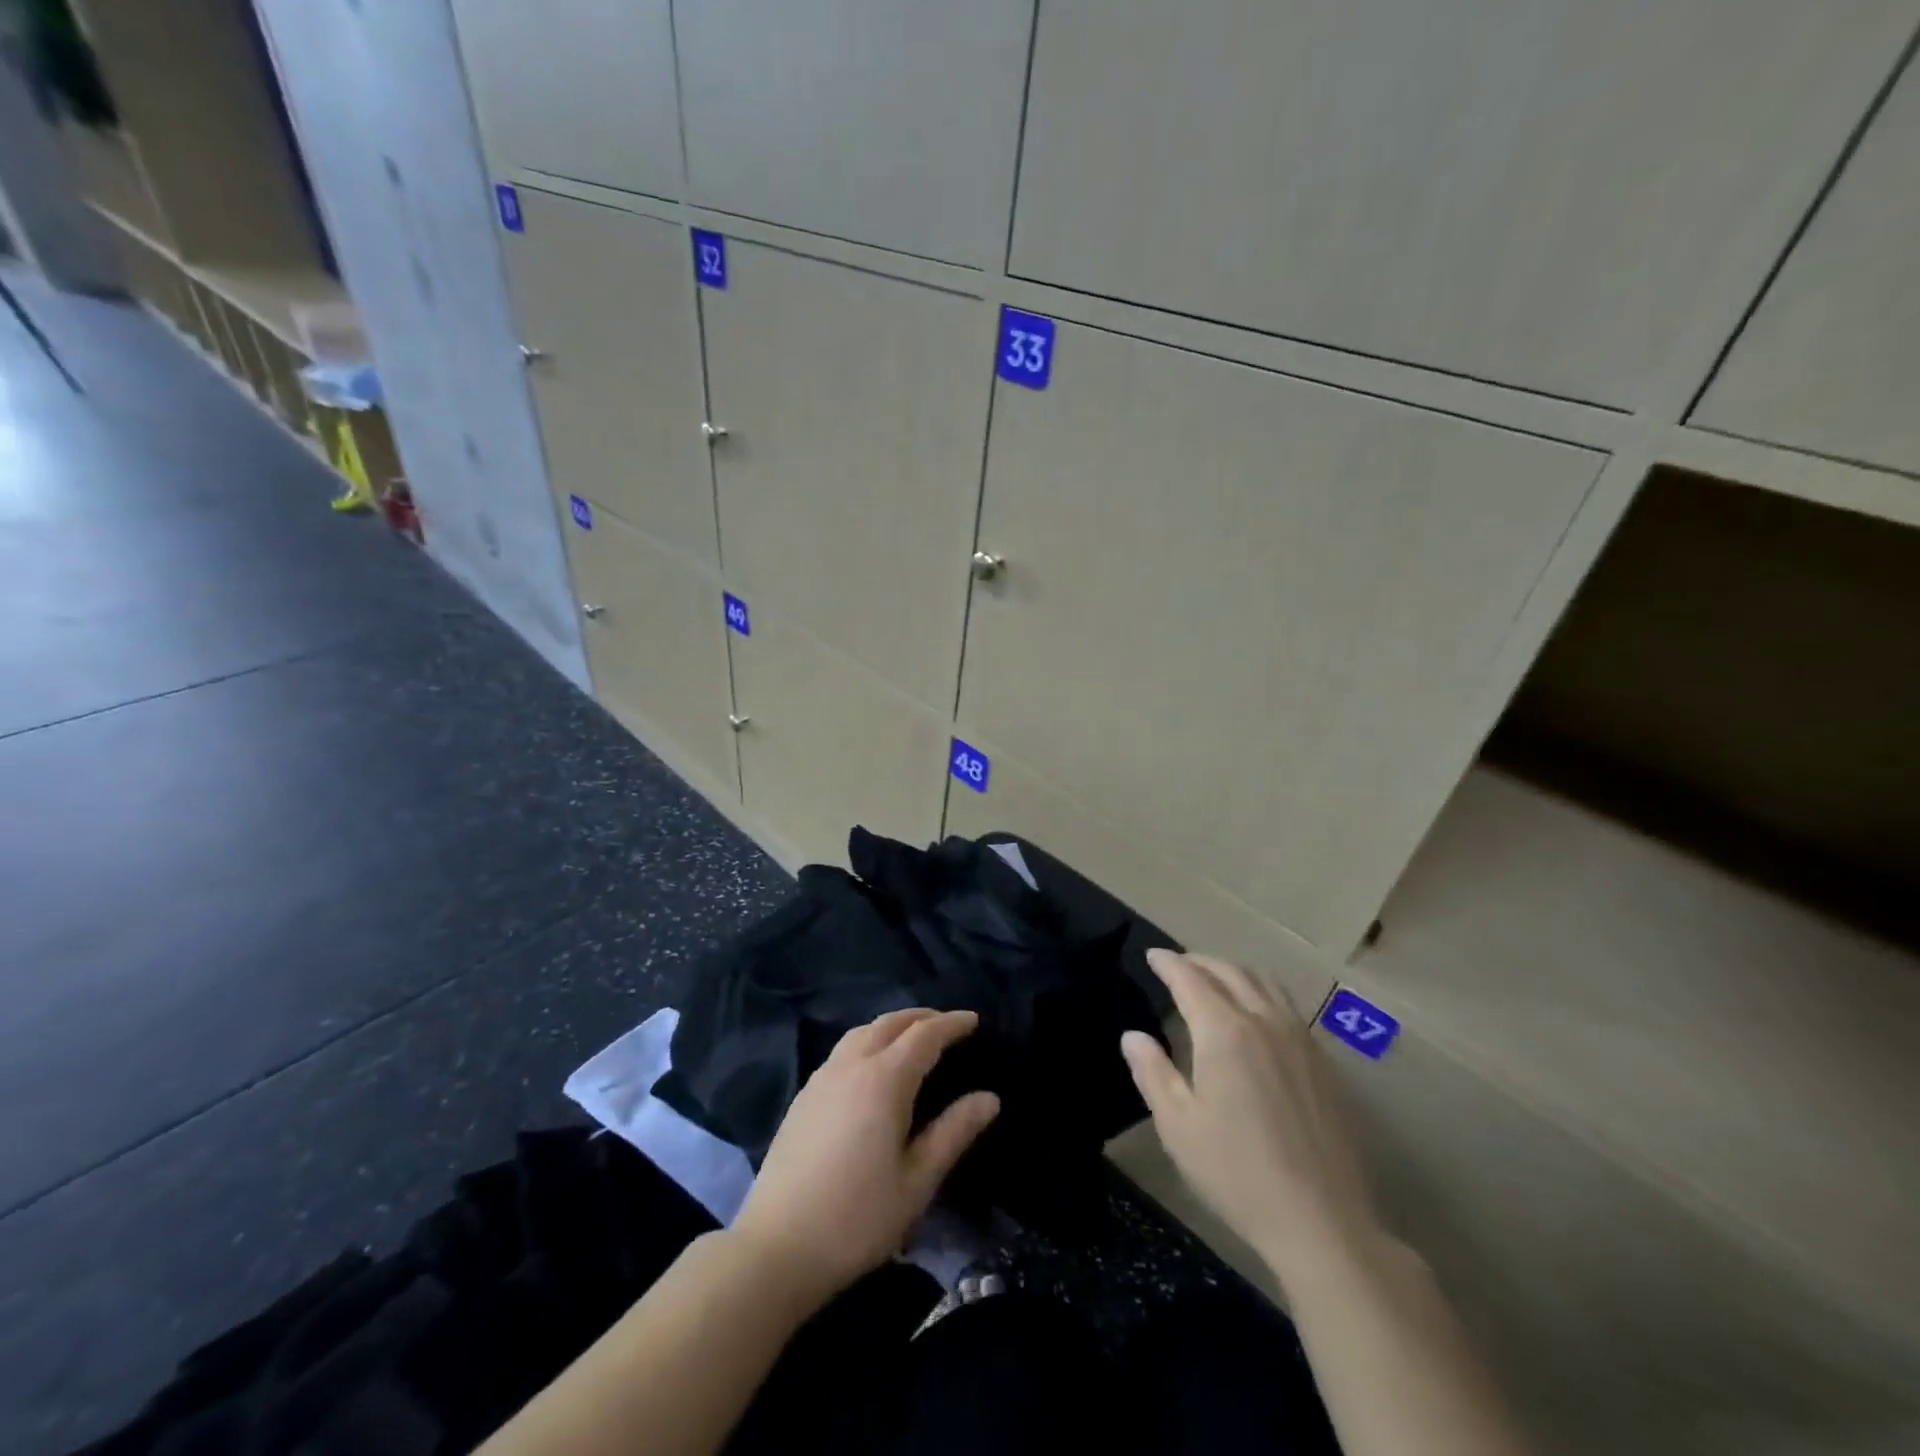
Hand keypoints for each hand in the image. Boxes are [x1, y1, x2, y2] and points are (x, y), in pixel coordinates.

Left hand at [731, 1008, 999, 1304]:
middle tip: (947, 1025)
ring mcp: (822, 1078)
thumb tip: (990, 1098)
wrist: (777, 1247)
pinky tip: (872, 1067)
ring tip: (912, 1039)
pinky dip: (868, 1041)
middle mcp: (852, 1066)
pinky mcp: (803, 1096)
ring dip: (891, 1026)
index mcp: (884, 1079)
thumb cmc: (857, 1217)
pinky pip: (843, 1051)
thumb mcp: (917, 1181)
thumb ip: (954, 1132)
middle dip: (921, 1017)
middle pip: (890, 1023)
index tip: (973, 1020)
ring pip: (862, 1032)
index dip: (951, 1024)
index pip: (924, 1035)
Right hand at [1121, 950, 1381, 1292]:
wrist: (1322, 1221)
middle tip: (1177, 965)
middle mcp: (1263, 1021)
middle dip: (1199, 961)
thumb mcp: (1178, 1126)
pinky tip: (1255, 1015)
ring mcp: (1298, 1039)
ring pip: (1263, 982)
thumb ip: (1153, 1072)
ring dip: (1232, 971)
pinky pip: (1286, 1005)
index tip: (1152, 955)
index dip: (1168, 963)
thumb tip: (1132, 1036)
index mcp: (1224, 1032)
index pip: (1190, 979)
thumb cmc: (1237, 1172)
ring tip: (1213, 980)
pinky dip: (1260, 992)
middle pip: (1229, 972)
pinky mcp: (1321, 1061)